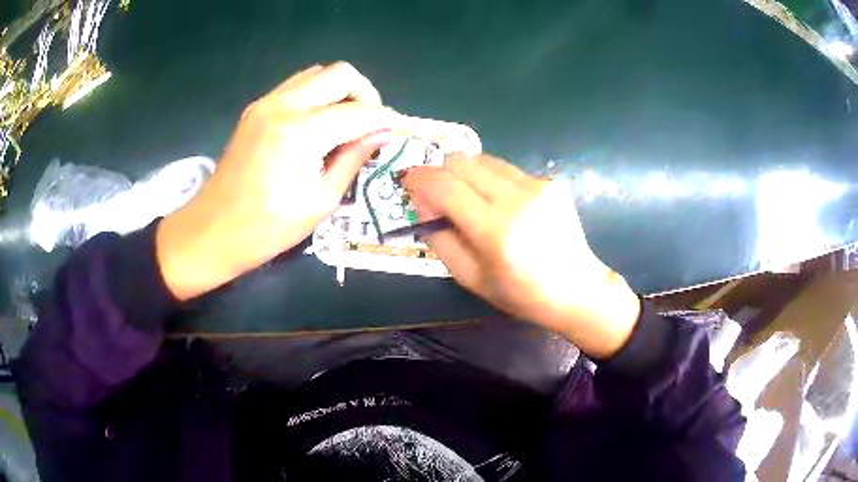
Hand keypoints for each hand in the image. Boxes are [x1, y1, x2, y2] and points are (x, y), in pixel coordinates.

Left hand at [157, 62, 399, 300]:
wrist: (212, 231)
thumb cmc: (267, 229)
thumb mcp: (320, 201)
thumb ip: (354, 159)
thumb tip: (383, 134)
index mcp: (302, 133)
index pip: (360, 111)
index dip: (385, 119)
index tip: (397, 131)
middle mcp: (284, 106)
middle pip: (341, 74)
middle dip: (365, 94)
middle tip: (370, 125)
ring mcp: (266, 103)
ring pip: (318, 73)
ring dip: (339, 91)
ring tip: (345, 124)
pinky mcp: (256, 109)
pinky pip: (296, 86)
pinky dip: (317, 95)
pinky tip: (318, 125)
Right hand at [403, 154, 640, 357]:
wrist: (576, 288)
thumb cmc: (520, 293)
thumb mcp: (470, 277)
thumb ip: (439, 237)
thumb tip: (422, 202)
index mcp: (495, 230)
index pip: (445, 185)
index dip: (420, 179)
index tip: (408, 181)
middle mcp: (517, 198)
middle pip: (462, 161)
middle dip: (442, 172)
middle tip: (438, 193)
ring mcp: (538, 185)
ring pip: (484, 159)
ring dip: (467, 174)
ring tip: (472, 200)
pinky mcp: (551, 181)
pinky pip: (507, 170)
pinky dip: (493, 181)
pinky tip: (504, 205)